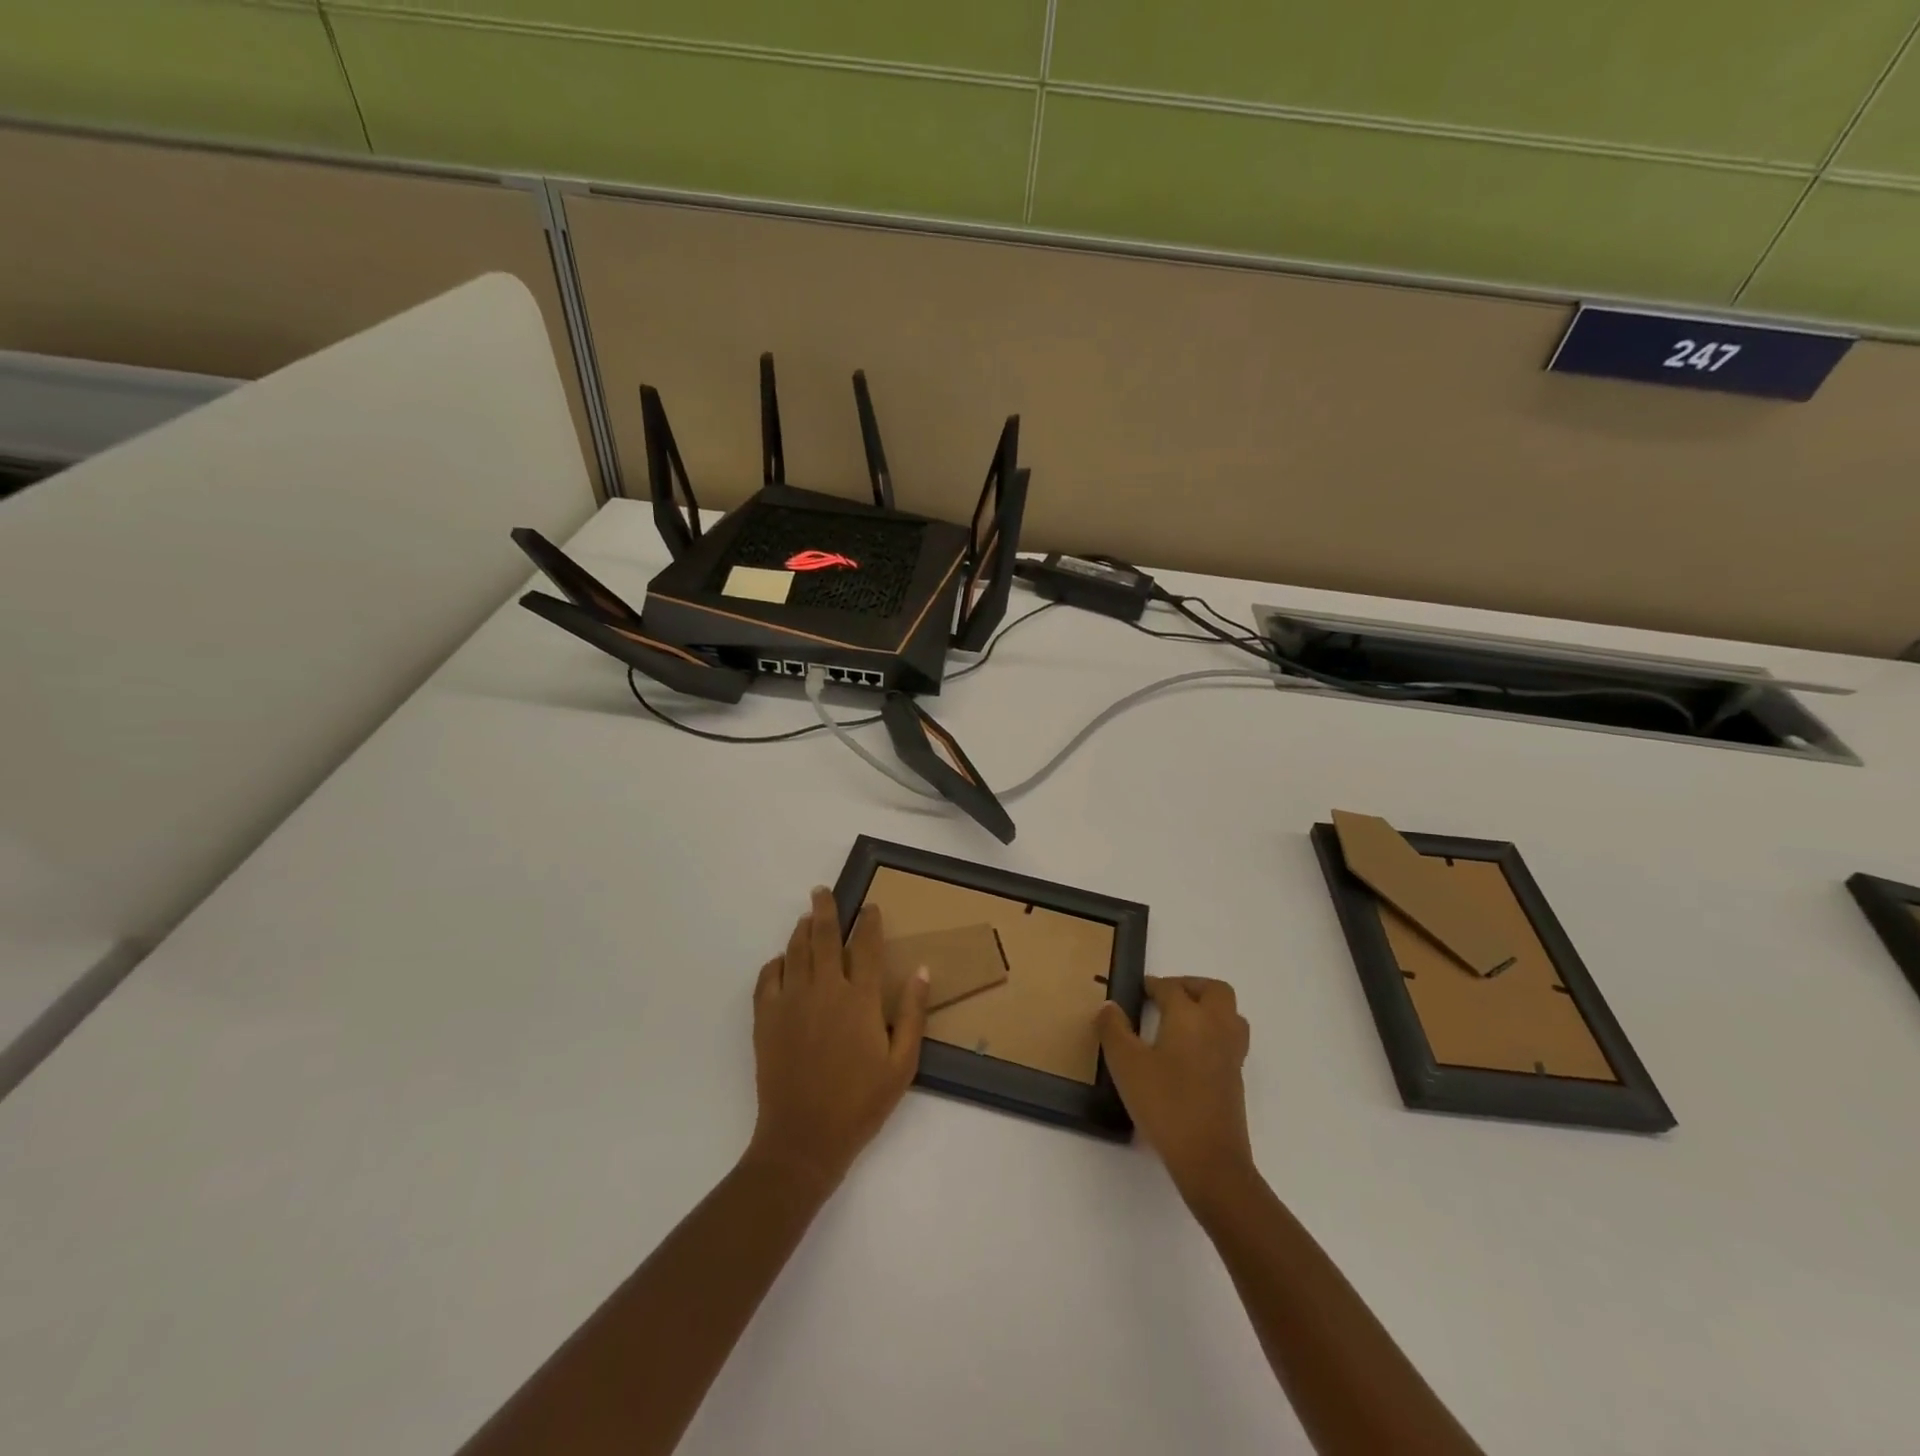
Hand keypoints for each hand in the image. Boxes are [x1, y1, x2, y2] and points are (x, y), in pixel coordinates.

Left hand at [746, 888, 930, 1194]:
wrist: (803, 1139)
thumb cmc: (860, 1103)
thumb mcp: (902, 1064)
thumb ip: (913, 1013)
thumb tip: (922, 970)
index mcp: (860, 998)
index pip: (867, 946)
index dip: (869, 922)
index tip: (871, 907)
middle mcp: (824, 989)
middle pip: (823, 936)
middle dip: (825, 909)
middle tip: (822, 891)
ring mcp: (791, 1001)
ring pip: (795, 951)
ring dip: (801, 930)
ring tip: (806, 918)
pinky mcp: (766, 1018)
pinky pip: (767, 978)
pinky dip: (775, 963)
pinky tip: (781, 961)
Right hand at [1098, 976, 1254, 1204]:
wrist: (1209, 1159)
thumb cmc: (1164, 1104)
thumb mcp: (1126, 1064)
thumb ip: (1114, 1030)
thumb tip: (1109, 1007)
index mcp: (1190, 1016)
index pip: (1171, 988)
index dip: (1152, 985)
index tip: (1137, 990)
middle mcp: (1216, 1027)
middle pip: (1214, 991)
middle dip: (1190, 986)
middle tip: (1165, 997)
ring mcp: (1231, 1054)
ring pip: (1229, 1014)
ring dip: (1208, 1008)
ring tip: (1181, 1021)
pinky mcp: (1236, 1078)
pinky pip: (1230, 1039)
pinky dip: (1213, 1033)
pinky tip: (1190, 1053)